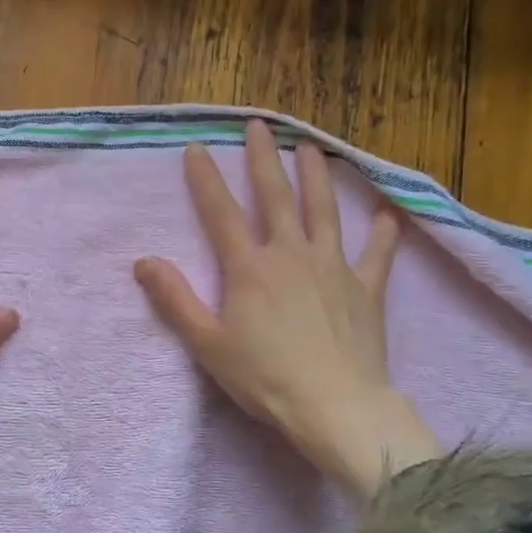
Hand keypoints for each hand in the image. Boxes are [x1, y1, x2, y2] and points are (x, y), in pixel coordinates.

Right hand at [133, 120, 442, 497]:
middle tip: (260, 126)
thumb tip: (144, 261)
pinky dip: (382, 234)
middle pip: (276, 197)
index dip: (206, 180)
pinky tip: (387, 215)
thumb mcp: (206, 343)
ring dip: (317, 177)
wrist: (335, 406)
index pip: (221, 213)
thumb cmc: (264, 377)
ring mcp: (333, 268)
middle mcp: (291, 255)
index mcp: (250, 268)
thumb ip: (175, 299)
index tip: (197, 148)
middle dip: (264, 159)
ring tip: (312, 147)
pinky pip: (376, 254)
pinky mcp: (366, 289)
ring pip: (324, 211)